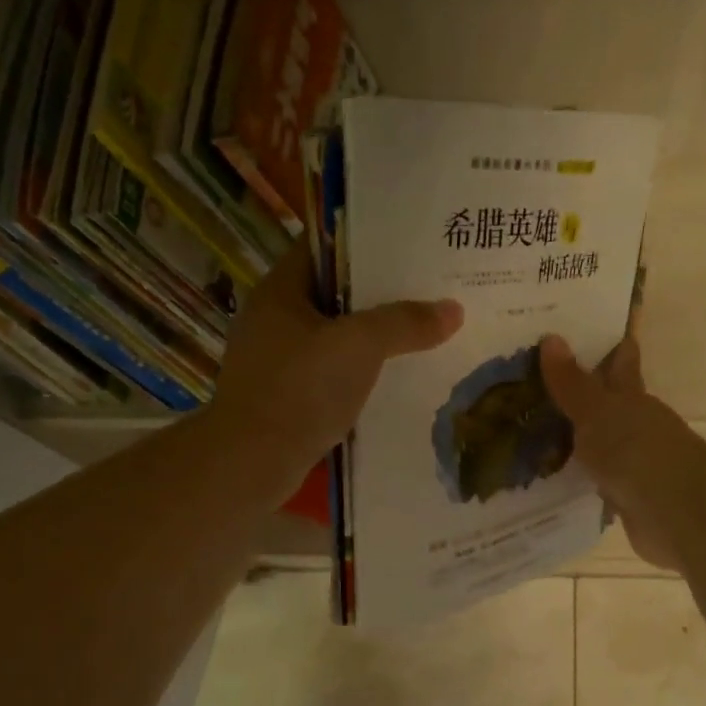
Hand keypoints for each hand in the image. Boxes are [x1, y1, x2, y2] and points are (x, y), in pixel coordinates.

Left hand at [210, 244, 462, 499]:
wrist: (252, 463)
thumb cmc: (300, 390)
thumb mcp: (360, 346)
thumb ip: (405, 323)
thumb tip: (454, 309)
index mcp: (280, 290)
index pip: (325, 247)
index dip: (366, 243)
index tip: (410, 248)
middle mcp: (273, 319)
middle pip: (333, 294)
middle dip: (378, 295)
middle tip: (427, 292)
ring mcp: (275, 361)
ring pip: (333, 337)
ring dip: (370, 338)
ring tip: (420, 334)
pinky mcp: (284, 397)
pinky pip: (328, 373)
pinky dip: (356, 373)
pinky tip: (391, 380)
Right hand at [540, 330, 699, 570]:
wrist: (674, 511)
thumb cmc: (637, 450)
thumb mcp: (597, 412)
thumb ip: (572, 383)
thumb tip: (550, 337)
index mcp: (631, 397)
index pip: (620, 361)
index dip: (609, 344)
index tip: (588, 329)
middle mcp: (634, 425)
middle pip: (606, 402)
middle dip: (582, 392)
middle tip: (540, 381)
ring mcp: (631, 461)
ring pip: (598, 441)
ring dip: (576, 436)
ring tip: (533, 430)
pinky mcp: (624, 496)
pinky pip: (593, 479)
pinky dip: (577, 475)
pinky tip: (552, 476)